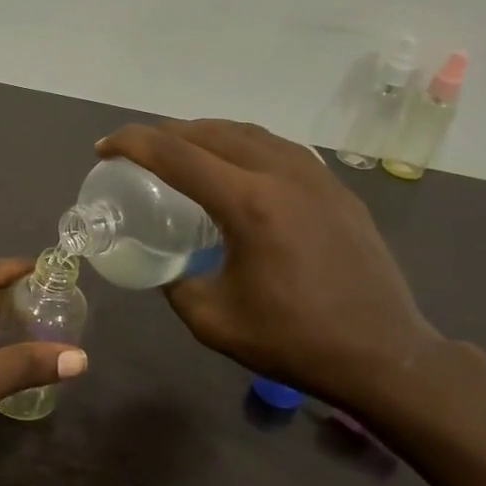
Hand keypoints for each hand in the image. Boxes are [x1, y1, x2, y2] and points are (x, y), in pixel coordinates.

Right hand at [96, 121, 441, 413]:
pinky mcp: (336, 189)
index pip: (177, 154)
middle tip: (136, 151)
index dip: (133, 143)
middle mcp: (283, 175)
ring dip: (205, 135)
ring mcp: (317, 177)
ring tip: (179, 152)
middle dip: (165, 133)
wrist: (382, 353)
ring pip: (249, 134)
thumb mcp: (212, 321)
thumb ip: (176, 284)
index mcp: (249, 204)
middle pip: (212, 132)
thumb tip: (166, 266)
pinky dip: (242, 147)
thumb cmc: (293, 341)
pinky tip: (233, 170)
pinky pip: (278, 149)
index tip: (103, 148)